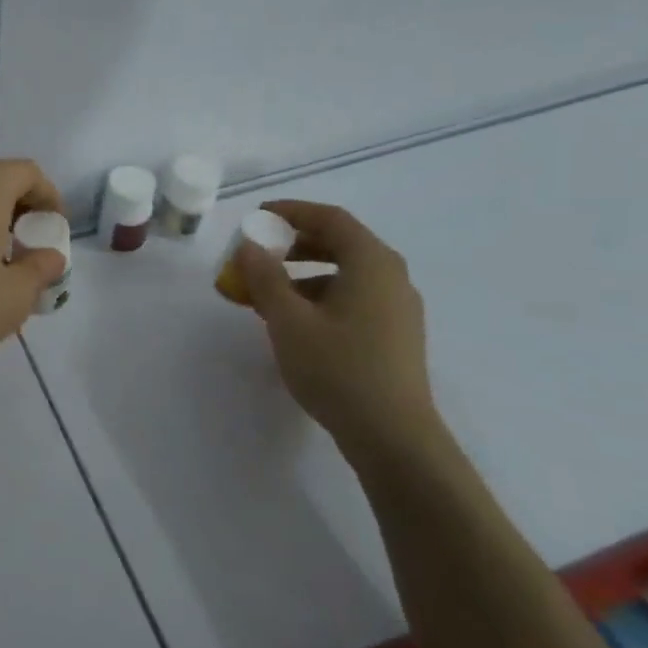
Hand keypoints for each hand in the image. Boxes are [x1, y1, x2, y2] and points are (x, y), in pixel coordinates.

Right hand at [235, 200, 445, 466]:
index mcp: (372, 263)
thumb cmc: (338, 369)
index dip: (292, 212)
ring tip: (268, 293)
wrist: (393, 436)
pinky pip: (353, 298)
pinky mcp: (395, 335)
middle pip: (340, 243)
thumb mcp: (288, 320)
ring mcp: (398, 308)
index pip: (330, 219)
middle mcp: (392, 277)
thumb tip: (249, 246)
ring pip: (346, 273)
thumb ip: (265, 278)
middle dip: (294, 244)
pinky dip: (321, 296)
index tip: (258, 216)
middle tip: (259, 253)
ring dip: (304, 274)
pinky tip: (296, 322)